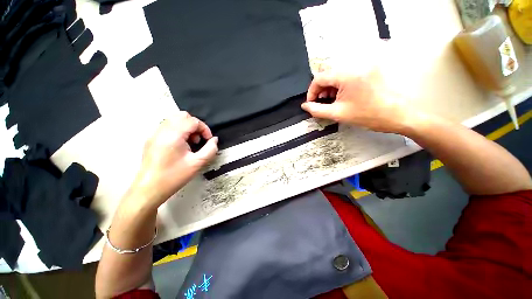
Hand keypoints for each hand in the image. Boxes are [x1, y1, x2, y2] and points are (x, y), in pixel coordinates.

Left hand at [130, 112, 217, 207]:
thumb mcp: (198, 163)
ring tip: (191, 142)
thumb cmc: (174, 176)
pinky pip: (167, 127)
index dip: (205, 128)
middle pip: (182, 116)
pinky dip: (178, 131)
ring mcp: (154, 134)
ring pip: (174, 120)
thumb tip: (214, 140)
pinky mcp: (151, 139)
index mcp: (173, 135)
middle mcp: (162, 130)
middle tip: (199, 139)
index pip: (193, 121)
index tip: (208, 140)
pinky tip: (181, 145)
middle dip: (195, 125)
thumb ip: (210, 149)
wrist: (149, 189)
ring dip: (187, 127)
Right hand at [301, 70, 418, 133]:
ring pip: (339, 69)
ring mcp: (367, 60)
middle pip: (329, 71)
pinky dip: (344, 79)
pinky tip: (347, 90)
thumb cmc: (371, 115)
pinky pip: (352, 68)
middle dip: (322, 88)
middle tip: (324, 100)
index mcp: (347, 73)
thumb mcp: (339, 114)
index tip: (311, 102)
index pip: (319, 78)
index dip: (311, 91)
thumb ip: (317, 110)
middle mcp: (356, 61)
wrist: (404, 114)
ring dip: (333, 83)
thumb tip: (305, 106)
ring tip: (336, 97)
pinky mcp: (375, 62)